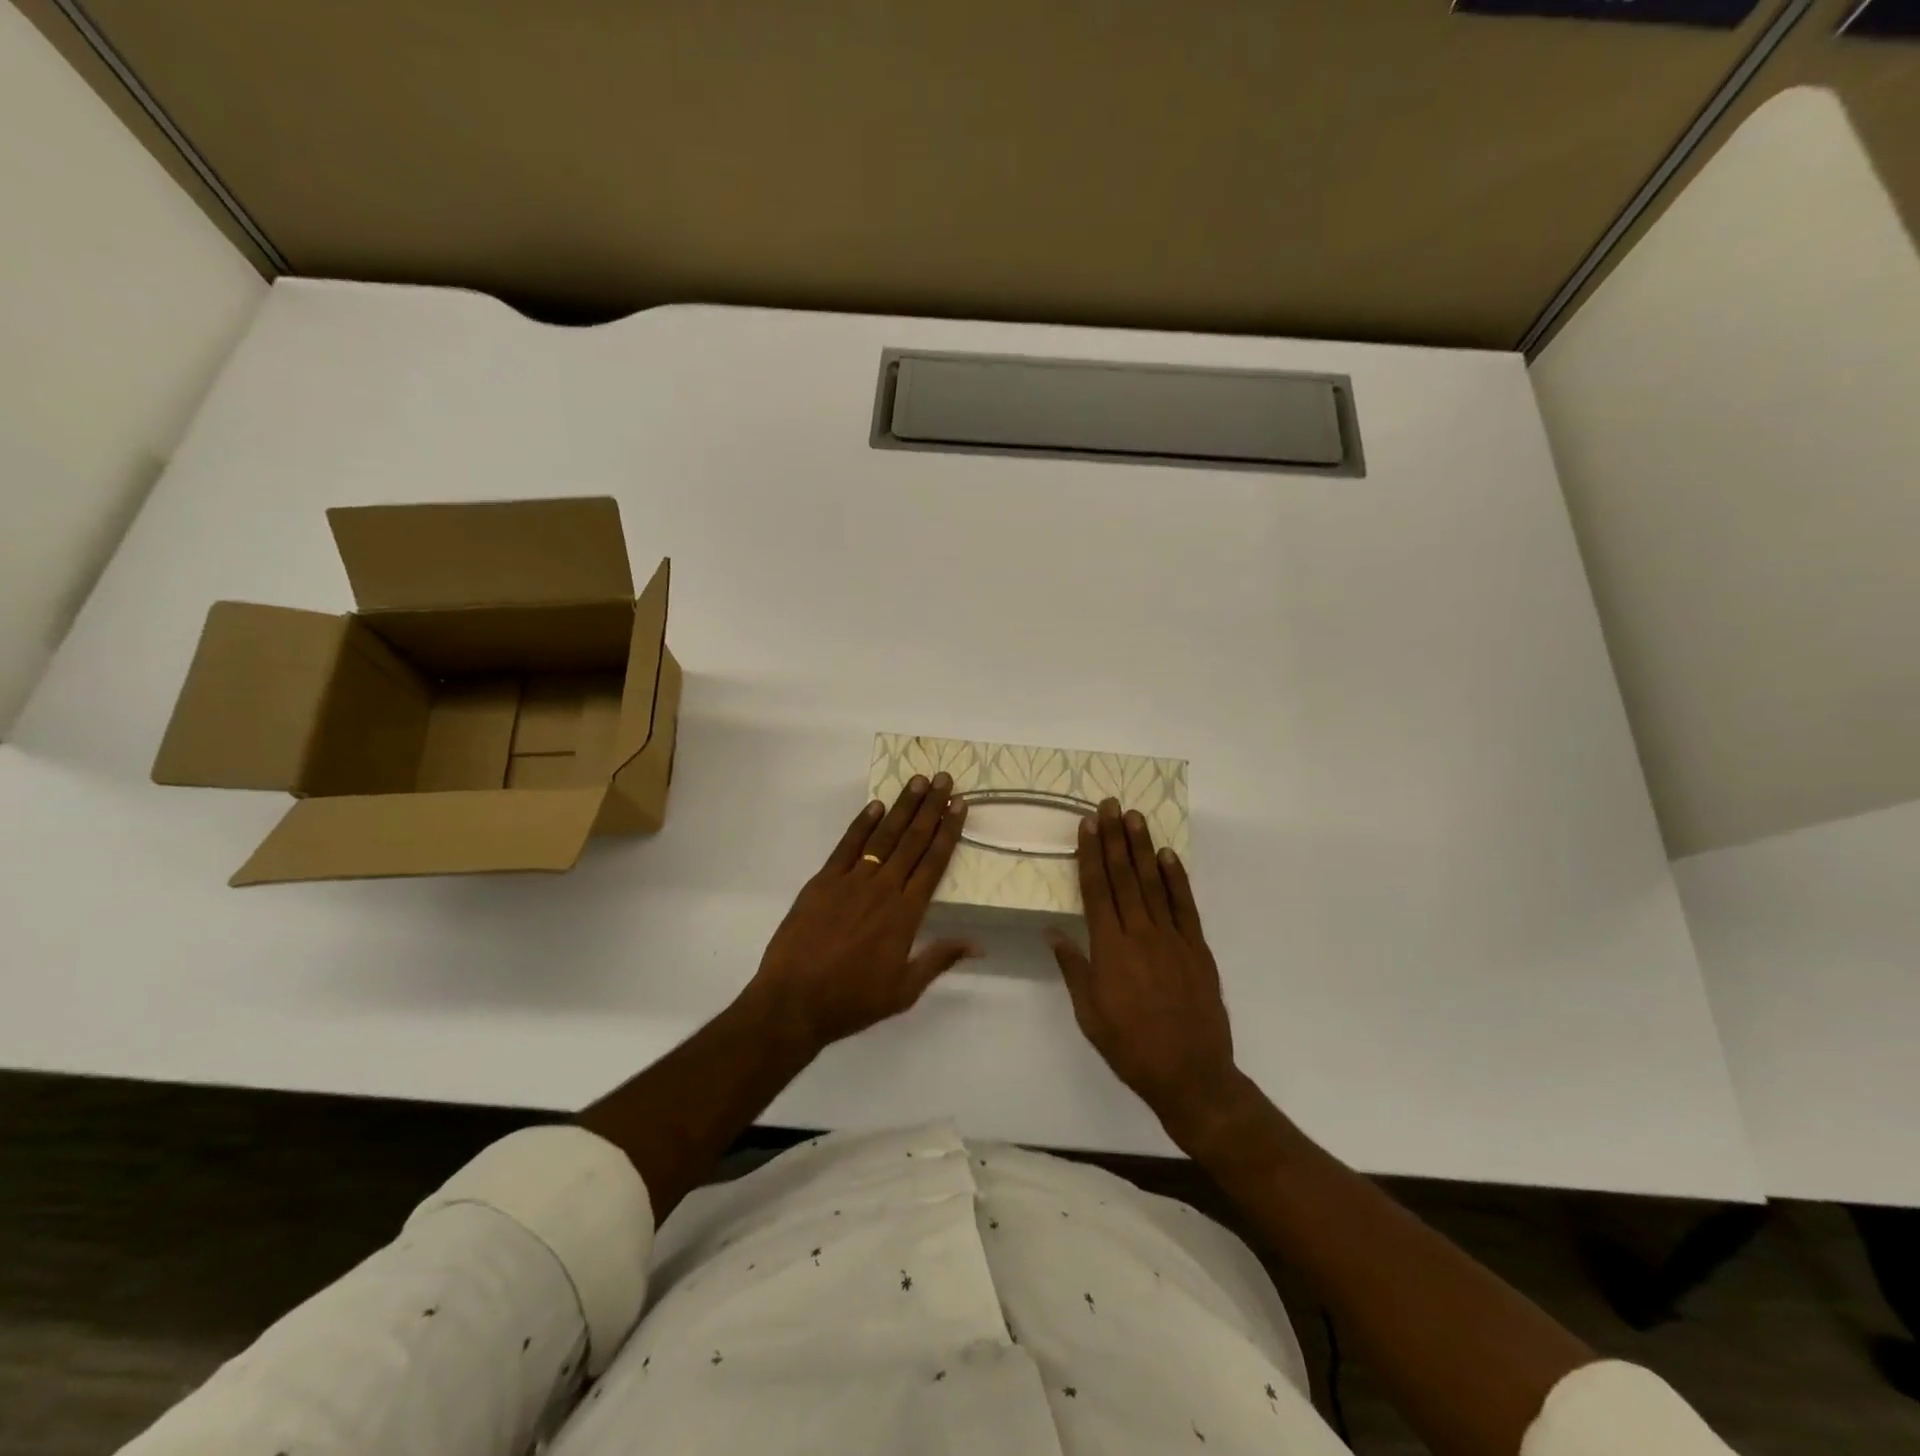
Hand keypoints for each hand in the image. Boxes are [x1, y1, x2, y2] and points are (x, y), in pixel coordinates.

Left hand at [745, 774, 975, 1054]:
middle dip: (931, 808)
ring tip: (917, 781)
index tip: (959, 805)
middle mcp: (882, 889)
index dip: (948, 831)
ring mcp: (850, 881)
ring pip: (883, 836)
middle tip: (944, 779)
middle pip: (912, 841)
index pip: (933, 863)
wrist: (794, 1002)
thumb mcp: (904, 991)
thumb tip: (978, 944)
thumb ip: (939, 959)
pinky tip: (875, 806)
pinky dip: (861, 824)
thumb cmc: (853, 1000)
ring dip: (902, 807)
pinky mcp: (822, 881)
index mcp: (906, 914)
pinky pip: (846, 846)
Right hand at [1046, 800, 1238, 1143]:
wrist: (1190, 1074)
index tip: (1087, 824)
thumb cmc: (1130, 1047)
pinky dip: (1177, 878)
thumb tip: (1052, 931)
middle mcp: (1140, 934)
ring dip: (1143, 848)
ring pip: (1154, 883)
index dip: (1091, 854)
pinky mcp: (1197, 948)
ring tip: (1135, 817)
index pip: (1097, 889)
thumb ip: (1074, 967)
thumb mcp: (1089, 1013)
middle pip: (1124, 877)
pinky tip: (1168, 855)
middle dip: (1115, 838)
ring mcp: (1173, 938)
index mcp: (1110, 949)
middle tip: (1110, 805)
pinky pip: (1185, 905)